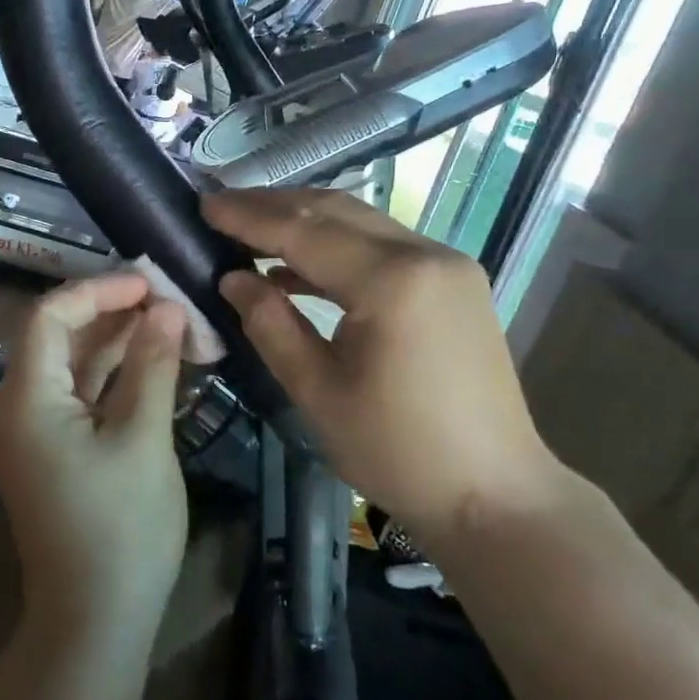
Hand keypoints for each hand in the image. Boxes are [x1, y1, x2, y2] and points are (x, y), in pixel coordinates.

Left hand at [0, 275, 189, 625]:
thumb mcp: (143, 438)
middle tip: (167, 299)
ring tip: (170, 321)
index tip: (148, 283)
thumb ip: (152, 365)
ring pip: (74, 368)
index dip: (97, 291)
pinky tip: (155, 362)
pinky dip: (114, 378)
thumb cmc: (121, 528)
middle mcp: (18, 408)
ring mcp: (35, 433)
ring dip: (118, 344)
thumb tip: (166, 308)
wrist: (96, 621)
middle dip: (112, 314)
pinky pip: (81, 399)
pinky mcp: (56, 453)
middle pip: (59, 339)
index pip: (48, 317)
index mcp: (25, 399)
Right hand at [204, 190, 562, 547]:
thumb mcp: (317, 391)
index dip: (248, 217)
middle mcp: (425, 255)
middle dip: (273, 205)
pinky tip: (297, 266)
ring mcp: (447, 266)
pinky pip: (383, 247)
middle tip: (220, 206)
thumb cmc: (398, 451)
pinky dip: (337, 247)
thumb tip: (233, 279)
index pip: (304, 231)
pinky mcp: (454, 284)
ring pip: (361, 223)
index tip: (204, 205)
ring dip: (304, 221)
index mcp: (391, 282)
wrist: (495, 495)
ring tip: (249, 228)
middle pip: (335, 212)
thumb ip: (270, 324)